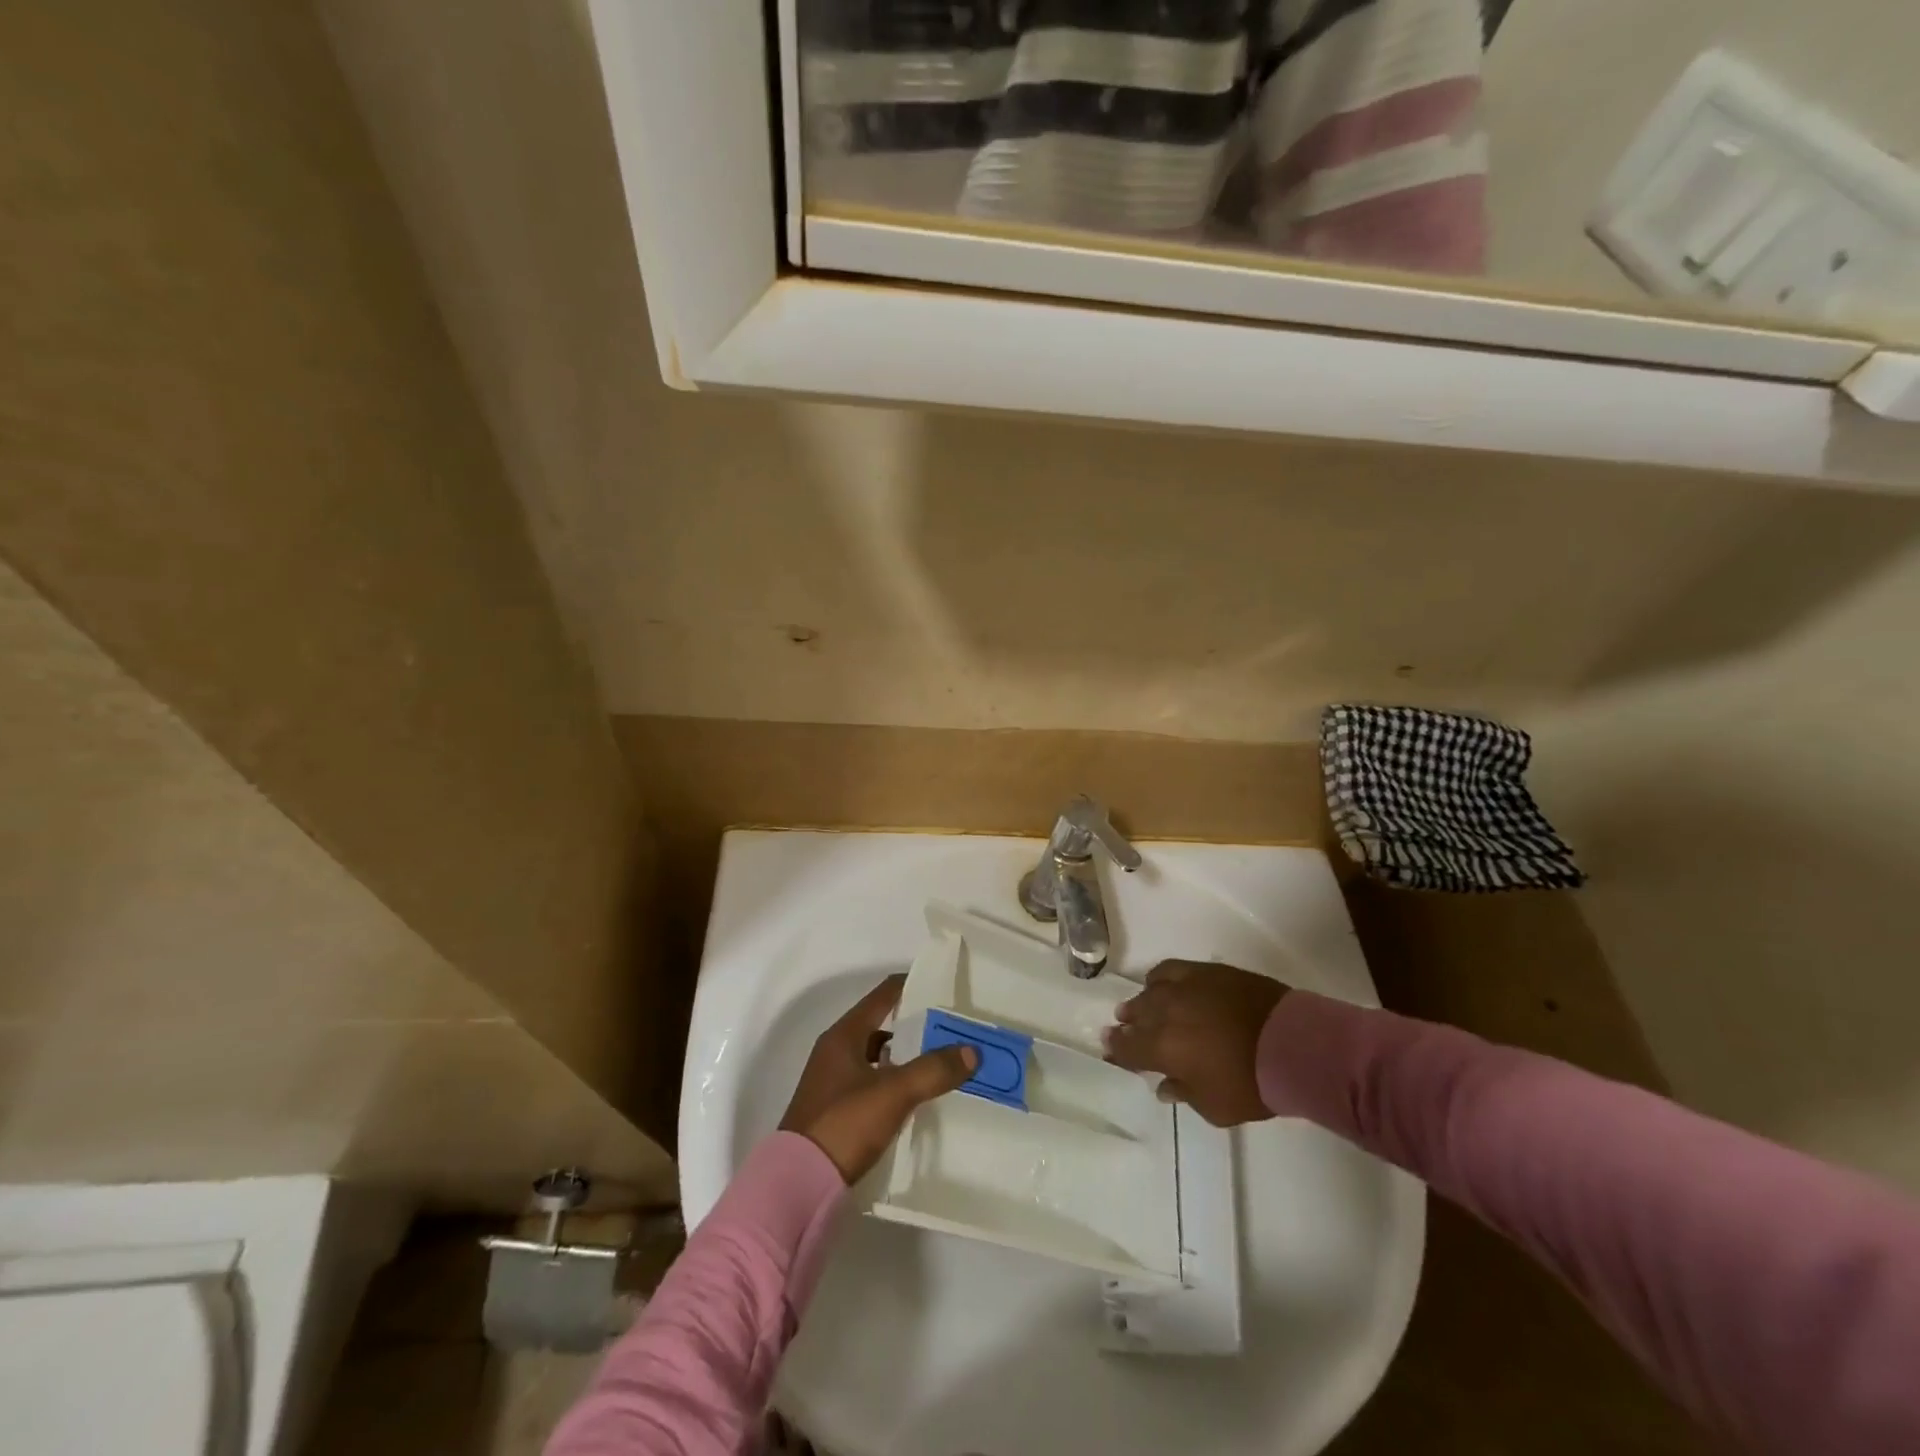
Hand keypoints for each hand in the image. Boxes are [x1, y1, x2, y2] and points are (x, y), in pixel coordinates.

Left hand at [779, 975, 977, 1182]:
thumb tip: (972, 1051)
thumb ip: (933, 1070)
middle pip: (881, 1025)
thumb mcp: (893, 1093)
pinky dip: (894, 1081)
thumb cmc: (843, 1125)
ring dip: (905, 1056)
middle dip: (915, 1025)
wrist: (797, 1185)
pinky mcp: (835, 1110)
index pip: (883, 996)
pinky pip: (872, 1082)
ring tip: (940, 1062)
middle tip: (950, 1028)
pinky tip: (914, 1096)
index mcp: (844, 1035)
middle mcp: (835, 1051)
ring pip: (876, 1056)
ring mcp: (833, 1081)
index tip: (943, 988)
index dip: (912, 986)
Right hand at [1103, 960, 1287, 1126]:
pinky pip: (1170, 970)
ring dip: (1140, 1001)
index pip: (1127, 1048)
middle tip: (1122, 1027)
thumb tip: (1165, 1086)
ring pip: (1149, 991)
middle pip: (1135, 1015)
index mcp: (1161, 1048)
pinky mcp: (1204, 971)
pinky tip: (1160, 983)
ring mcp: (1183, 987)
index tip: (1110, 1050)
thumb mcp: (1215, 1107)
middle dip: (1126, 1024)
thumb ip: (1184, 1094)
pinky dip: (1160, 979)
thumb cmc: (1251, 1084)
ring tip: (1139, 1006)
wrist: (1291, 1043)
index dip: (1117, 1050)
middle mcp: (1164, 1012)